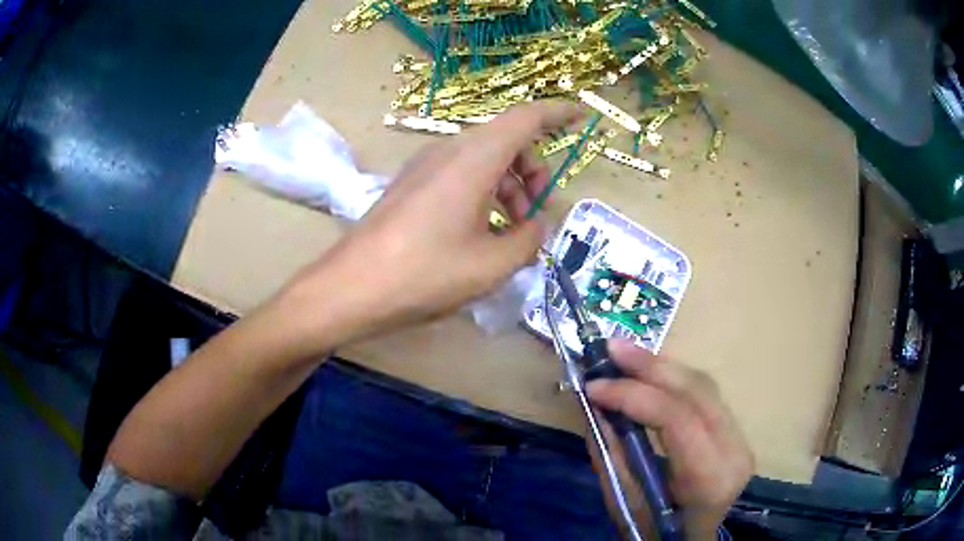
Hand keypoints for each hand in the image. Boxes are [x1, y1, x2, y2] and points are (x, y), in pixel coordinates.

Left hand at [287, 101, 581, 344]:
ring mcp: (425, 166)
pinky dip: (483, 193)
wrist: (351, 288)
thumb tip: (537, 225)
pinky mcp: (411, 185)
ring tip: (511, 232)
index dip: (557, 114)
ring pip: (483, 159)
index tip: (581, 119)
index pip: (525, 118)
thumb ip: (528, 240)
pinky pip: (459, 174)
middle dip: (534, 169)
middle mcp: (449, 151)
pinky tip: (482, 232)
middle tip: (538, 213)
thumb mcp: (491, 264)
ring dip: (508, 186)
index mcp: (474, 158)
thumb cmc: (425, 273)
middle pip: (505, 140)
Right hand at [586, 339, 753, 539]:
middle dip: (651, 365)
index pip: (677, 419)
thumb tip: (593, 407)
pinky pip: (704, 395)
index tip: (594, 386)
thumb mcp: (626, 504)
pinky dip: (673, 380)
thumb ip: (612, 454)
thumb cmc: (656, 534)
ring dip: (662, 366)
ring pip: (704, 385)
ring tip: (624, 353)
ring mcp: (741, 438)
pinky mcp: (735, 432)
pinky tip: (649, 372)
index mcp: (710, 477)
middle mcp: (735, 450)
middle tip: (610, 348)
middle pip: (697, 391)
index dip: (634, 395)